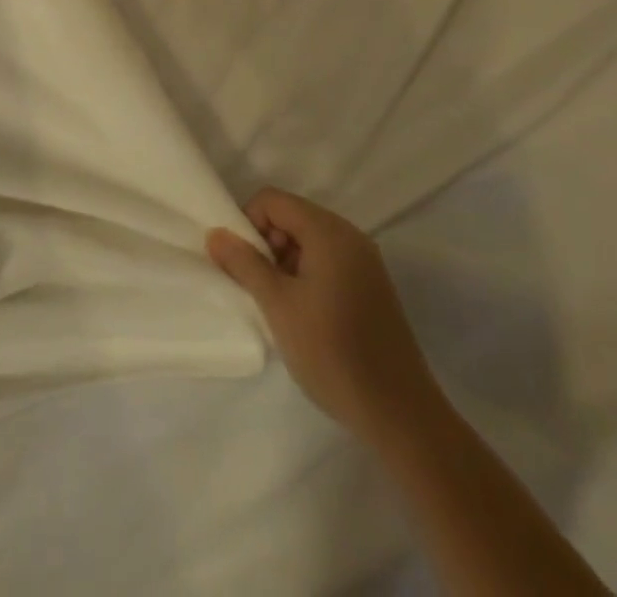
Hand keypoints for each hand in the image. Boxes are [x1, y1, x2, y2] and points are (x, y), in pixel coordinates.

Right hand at [208, 188, 440, 442]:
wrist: (400, 416)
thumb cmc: (333, 353)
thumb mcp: (278, 305)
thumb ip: (244, 263)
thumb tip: (215, 234)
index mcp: (328, 232)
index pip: (273, 200)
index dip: (249, 224)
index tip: (244, 265)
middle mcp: (350, 236)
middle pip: (292, 216)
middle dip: (267, 244)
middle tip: (261, 288)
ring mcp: (365, 262)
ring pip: (309, 241)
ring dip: (286, 263)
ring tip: (281, 306)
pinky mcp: (372, 287)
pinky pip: (328, 261)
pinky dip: (307, 275)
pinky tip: (305, 315)